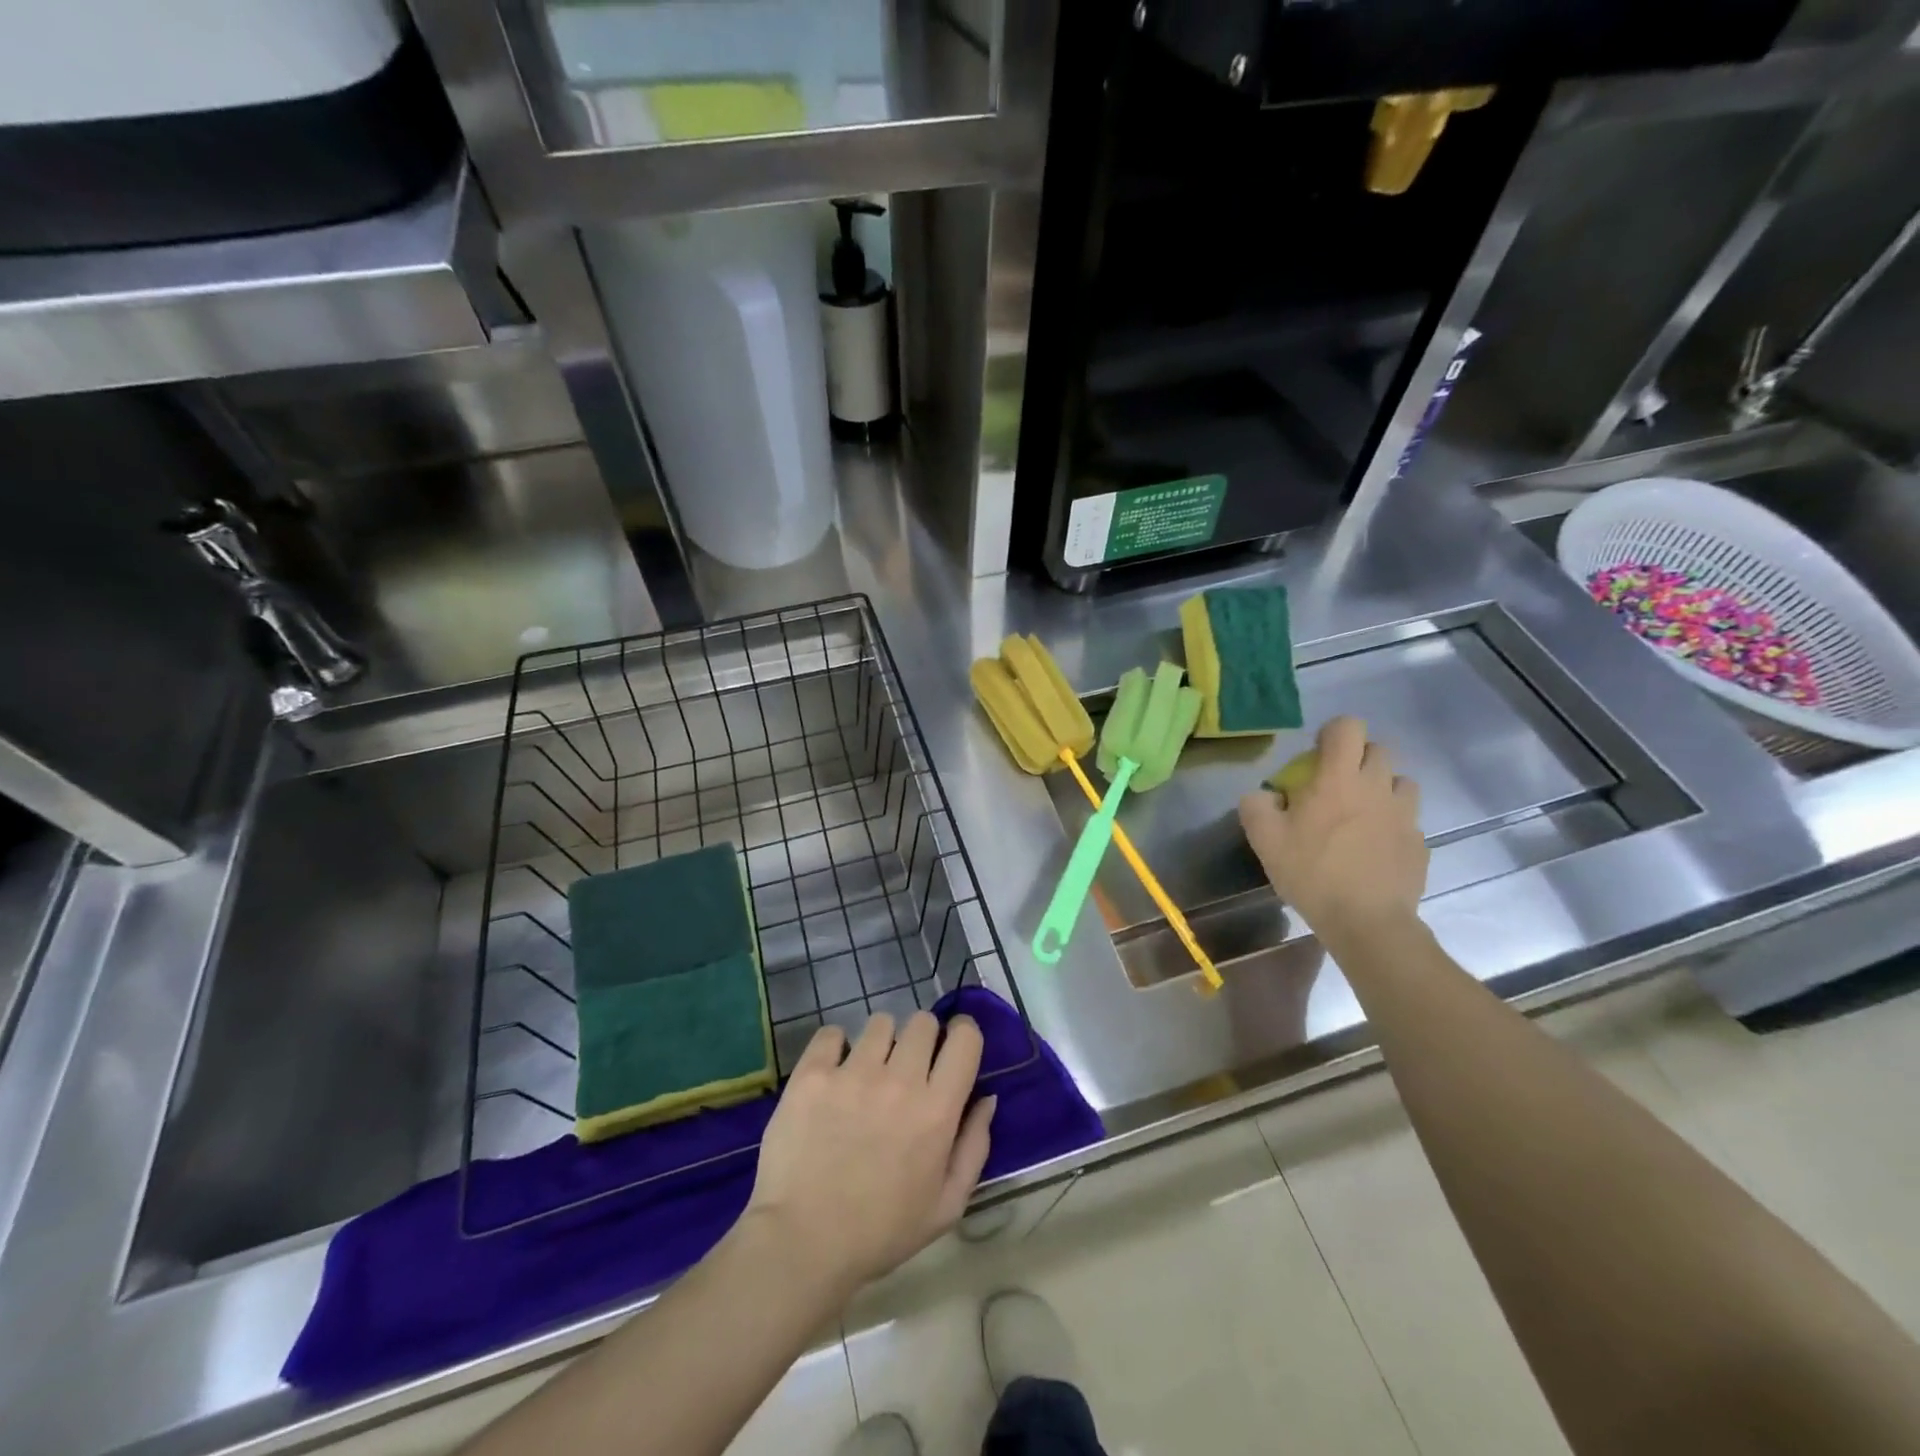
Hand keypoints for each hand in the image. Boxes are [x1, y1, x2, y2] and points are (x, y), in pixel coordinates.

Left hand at [743, 1012, 994, 1299]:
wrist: (802, 1243)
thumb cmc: (881, 1232)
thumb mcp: (947, 1206)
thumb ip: (974, 1146)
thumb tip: (986, 1098)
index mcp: (937, 1109)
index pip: (965, 1038)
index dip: (962, 1035)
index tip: (952, 1048)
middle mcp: (900, 1079)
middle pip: (922, 1022)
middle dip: (921, 1039)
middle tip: (907, 1068)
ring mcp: (853, 1072)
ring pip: (880, 1022)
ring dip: (881, 1042)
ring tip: (867, 1072)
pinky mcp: (813, 1074)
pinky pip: (831, 1033)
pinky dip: (835, 1047)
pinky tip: (832, 1073)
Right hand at [1239, 716, 1427, 936]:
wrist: (1367, 922)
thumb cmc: (1312, 873)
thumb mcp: (1264, 839)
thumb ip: (1256, 805)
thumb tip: (1264, 795)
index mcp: (1339, 778)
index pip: (1348, 727)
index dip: (1332, 733)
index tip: (1316, 756)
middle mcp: (1377, 786)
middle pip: (1378, 748)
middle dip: (1357, 758)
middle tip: (1335, 785)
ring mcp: (1404, 814)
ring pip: (1400, 781)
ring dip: (1381, 787)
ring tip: (1361, 813)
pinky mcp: (1419, 842)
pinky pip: (1407, 819)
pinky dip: (1392, 823)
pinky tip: (1374, 848)